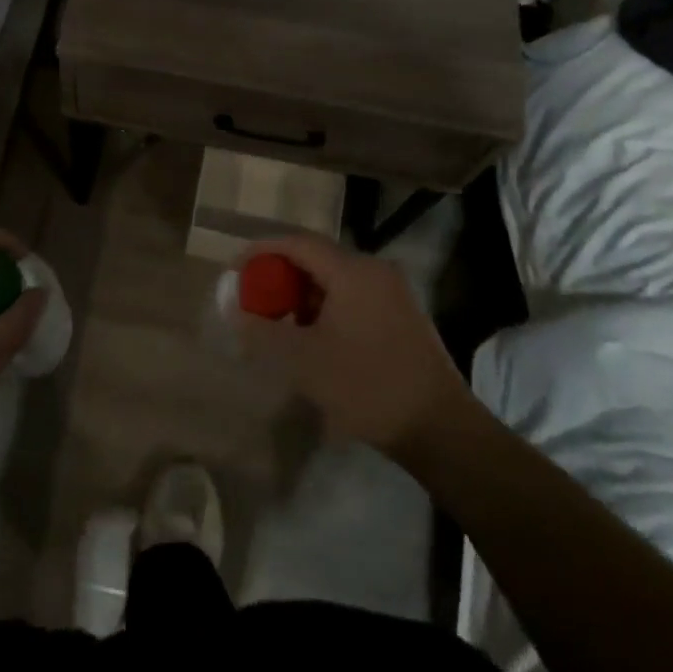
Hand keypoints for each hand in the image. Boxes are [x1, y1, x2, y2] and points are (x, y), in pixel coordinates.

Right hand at [237, 233, 479, 463]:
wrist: (439, 428)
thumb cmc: (366, 386)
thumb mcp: (303, 361)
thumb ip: (262, 330)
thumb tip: (233, 308)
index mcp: (352, 271)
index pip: (297, 243)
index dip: (262, 251)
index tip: (236, 268)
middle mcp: (375, 270)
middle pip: (317, 258)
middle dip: (281, 276)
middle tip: (257, 299)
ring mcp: (394, 292)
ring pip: (336, 279)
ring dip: (305, 295)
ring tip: (283, 325)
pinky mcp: (403, 315)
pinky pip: (355, 296)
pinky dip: (328, 307)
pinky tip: (317, 339)